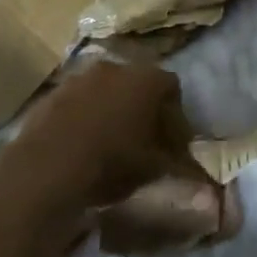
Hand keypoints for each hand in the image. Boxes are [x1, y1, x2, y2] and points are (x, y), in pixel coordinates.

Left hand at [16, 59, 212, 215]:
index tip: (173, 143)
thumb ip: (182, 169)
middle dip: (142, 109)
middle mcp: (114, 68)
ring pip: (104, 93)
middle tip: (143, 142)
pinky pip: (75, 105)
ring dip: (109, 112)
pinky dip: (81, 120)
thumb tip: (210, 187)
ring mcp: (77, 79)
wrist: (45, 171)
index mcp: (146, 79)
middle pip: (137, 85)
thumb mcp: (155, 170)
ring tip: (108, 146)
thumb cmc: (112, 163)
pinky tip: (78, 149)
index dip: (175, 116)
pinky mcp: (49, 96)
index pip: (172, 88)